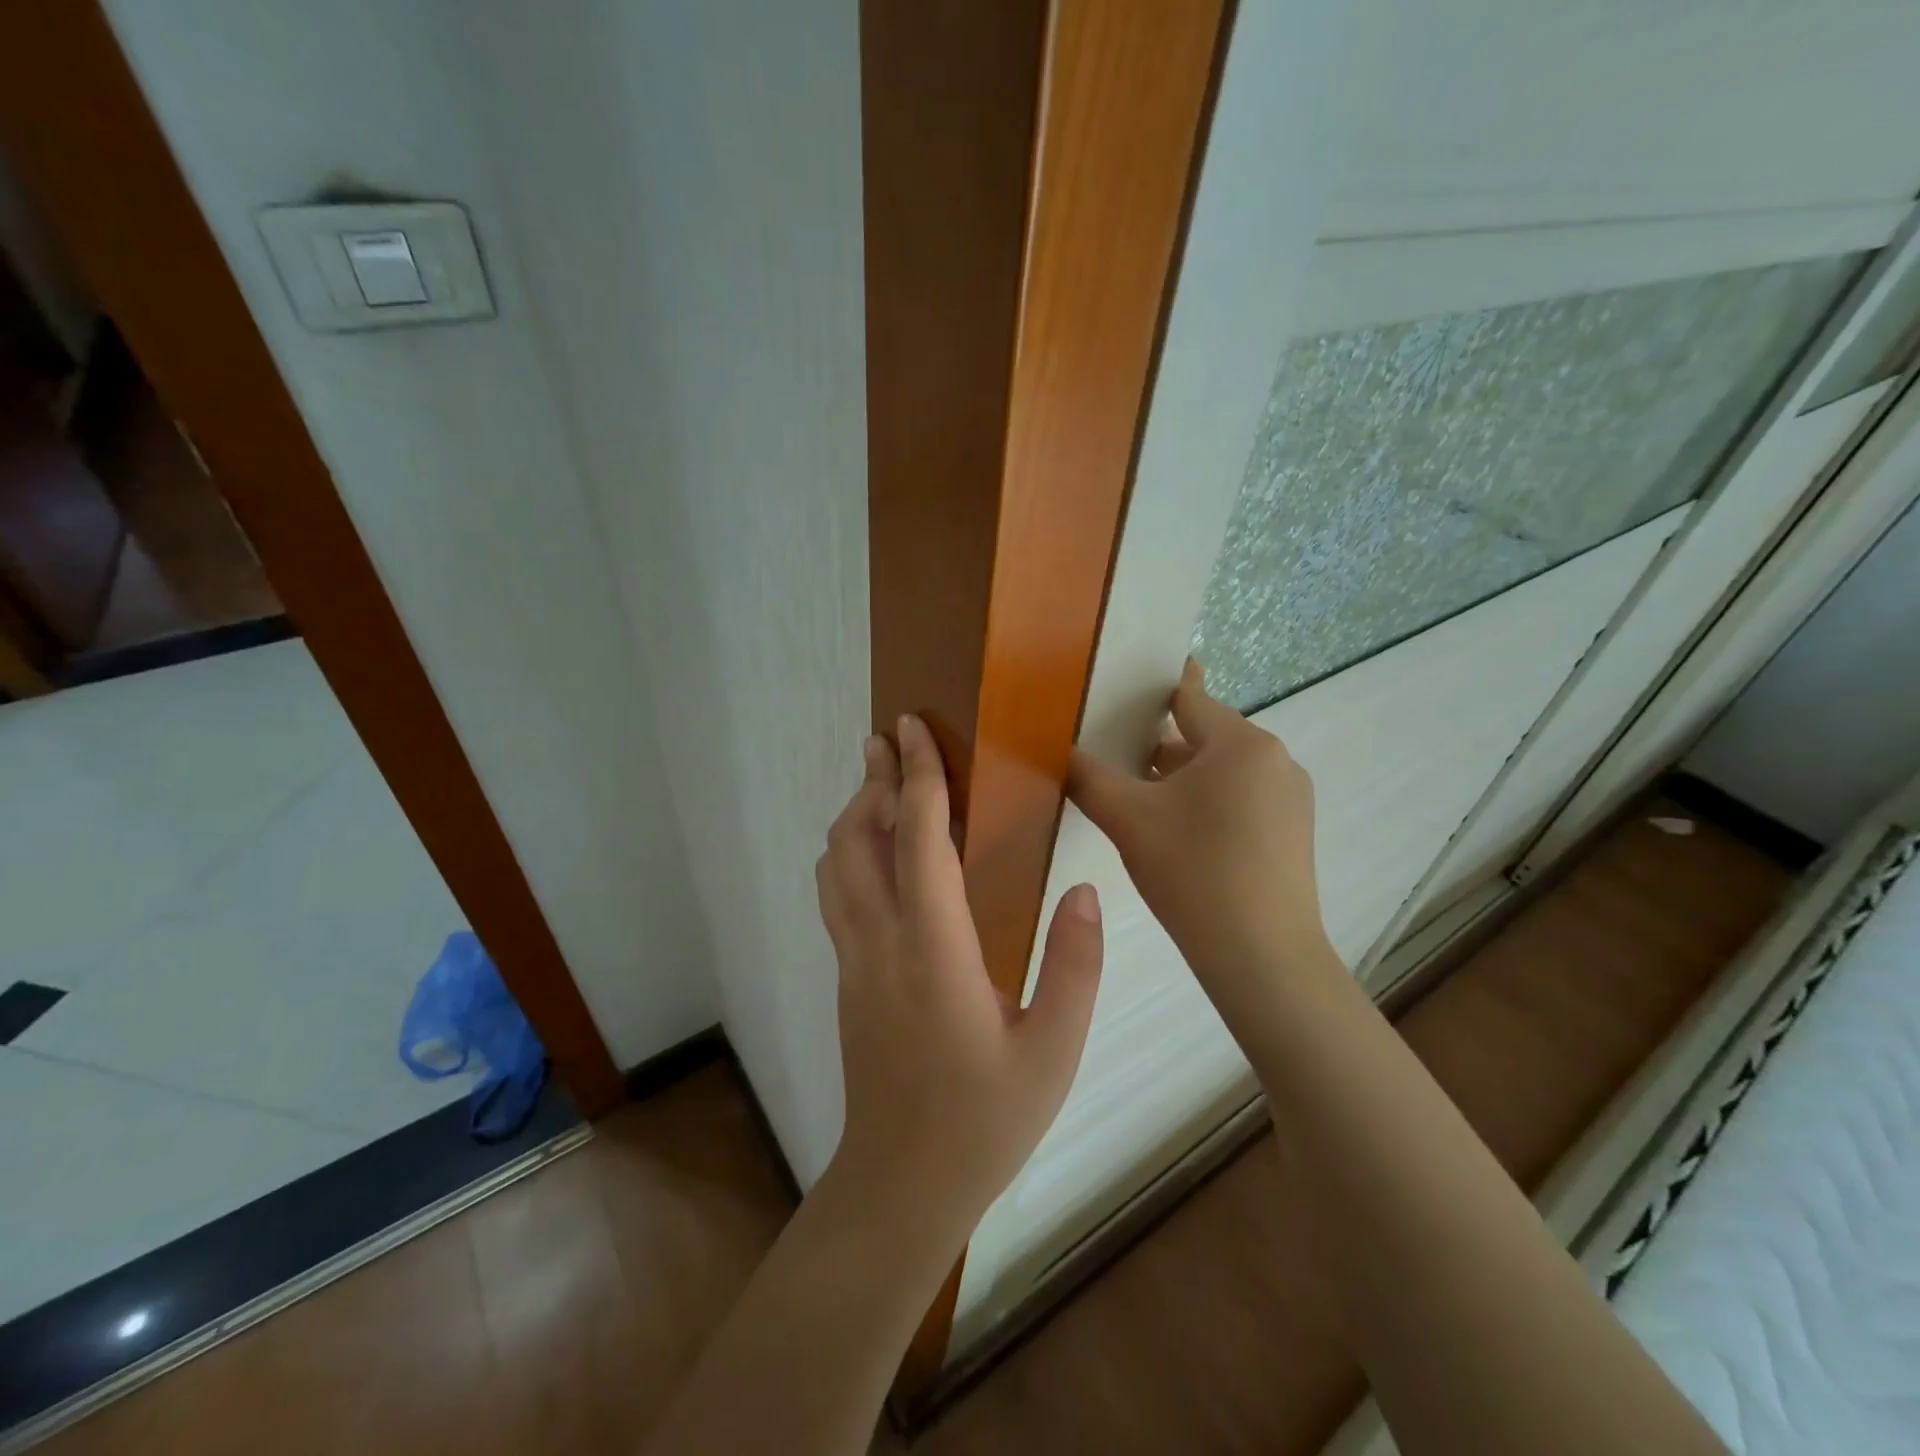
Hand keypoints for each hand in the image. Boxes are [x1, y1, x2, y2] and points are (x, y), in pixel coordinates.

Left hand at [815, 715, 1104, 1234]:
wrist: (901, 1186)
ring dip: (854, 815)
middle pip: (855, 838)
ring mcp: (853, 960)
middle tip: (891, 740)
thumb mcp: (1053, 1050)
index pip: (916, 839)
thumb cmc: (984, 1120)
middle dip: (873, 780)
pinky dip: (849, 852)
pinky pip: (836, 895)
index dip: (916, 776)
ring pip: (834, 865)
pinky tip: (878, 854)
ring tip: (883, 784)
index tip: (914, 729)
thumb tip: (1084, 892)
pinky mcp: (847, 979)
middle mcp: (879, 941)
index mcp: (932, 949)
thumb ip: (1074, 966)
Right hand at [1067, 659, 1341, 1033]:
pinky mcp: (1293, 834)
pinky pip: (1241, 801)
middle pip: (1204, 737)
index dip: (1151, 692)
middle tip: (1114, 761)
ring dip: (1182, 781)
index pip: (1189, 697)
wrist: (1262, 958)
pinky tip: (1179, 839)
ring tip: (1139, 804)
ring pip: (1221, 773)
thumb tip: (1054, 748)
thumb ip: (1087, 776)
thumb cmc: (1194, 871)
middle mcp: (1275, 760)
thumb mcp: (1127, 819)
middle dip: (1159, 747)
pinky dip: (1208, 806)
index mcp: (1241, 743)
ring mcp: (1291, 799)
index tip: (1121, 689)